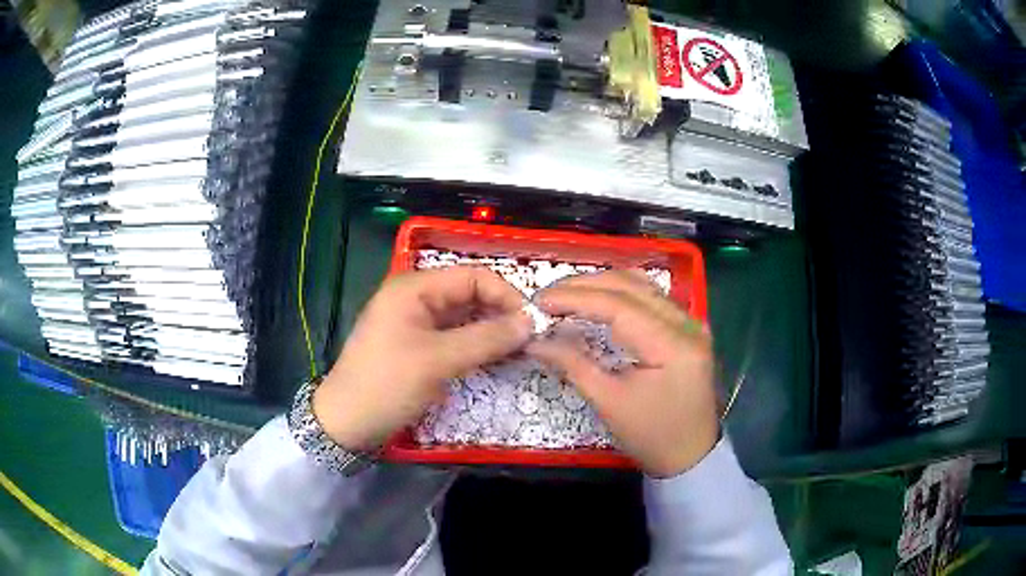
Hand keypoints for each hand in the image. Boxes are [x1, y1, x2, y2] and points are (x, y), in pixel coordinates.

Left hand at [314, 267, 532, 450]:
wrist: (347, 422)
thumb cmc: (388, 384)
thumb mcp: (438, 361)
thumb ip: (486, 338)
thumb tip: (530, 323)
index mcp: (414, 287)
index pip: (472, 276)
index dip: (505, 295)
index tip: (531, 323)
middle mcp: (415, 297)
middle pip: (469, 295)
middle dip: (500, 314)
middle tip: (529, 341)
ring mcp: (415, 321)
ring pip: (463, 317)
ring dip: (489, 332)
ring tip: (517, 353)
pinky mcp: (416, 344)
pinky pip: (453, 336)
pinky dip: (474, 345)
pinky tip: (494, 360)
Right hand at [527, 270, 717, 476]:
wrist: (690, 456)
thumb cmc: (651, 436)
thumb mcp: (609, 403)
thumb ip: (573, 364)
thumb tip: (535, 341)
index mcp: (672, 345)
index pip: (619, 305)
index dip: (575, 298)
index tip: (539, 301)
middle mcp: (687, 324)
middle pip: (631, 286)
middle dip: (585, 286)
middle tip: (548, 296)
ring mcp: (691, 323)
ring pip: (642, 285)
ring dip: (602, 285)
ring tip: (567, 295)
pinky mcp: (687, 328)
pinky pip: (651, 297)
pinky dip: (620, 294)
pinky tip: (598, 300)